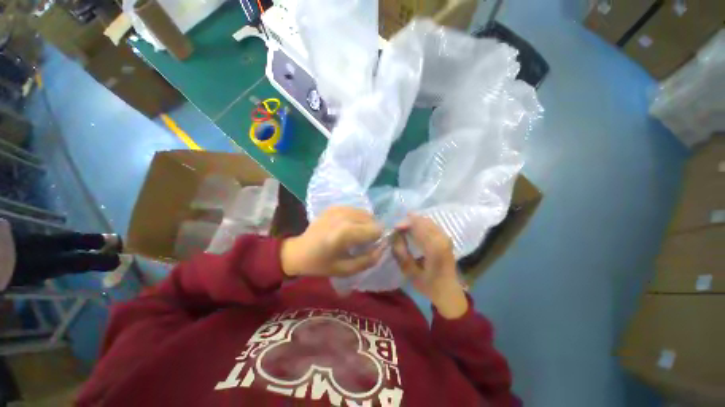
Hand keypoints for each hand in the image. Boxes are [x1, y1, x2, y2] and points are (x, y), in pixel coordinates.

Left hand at [281, 207, 383, 277]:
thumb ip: (368, 260)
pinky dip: (357, 219)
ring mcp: (339, 209)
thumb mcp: (345, 270)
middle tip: (362, 243)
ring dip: (366, 224)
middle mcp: (344, 216)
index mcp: (346, 233)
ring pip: (365, 213)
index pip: (376, 229)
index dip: (378, 239)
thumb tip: (383, 248)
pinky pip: (355, 210)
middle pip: (372, 219)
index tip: (371, 247)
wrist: (298, 252)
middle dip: (372, 231)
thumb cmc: (321, 264)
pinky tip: (348, 228)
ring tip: (355, 235)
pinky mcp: (335, 206)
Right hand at [392, 214, 467, 318]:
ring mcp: (446, 237)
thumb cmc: (429, 285)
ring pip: (428, 221)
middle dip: (408, 221)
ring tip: (403, 228)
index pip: (418, 226)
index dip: (404, 224)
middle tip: (397, 228)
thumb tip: (393, 236)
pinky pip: (432, 225)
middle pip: (423, 221)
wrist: (449, 293)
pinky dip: (421, 224)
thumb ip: (401, 253)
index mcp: (434, 247)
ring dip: (415, 222)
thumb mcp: (410, 272)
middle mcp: (442, 238)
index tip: (393, 228)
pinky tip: (414, 229)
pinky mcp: (446, 238)